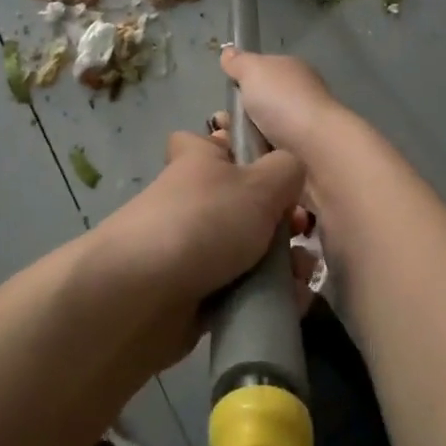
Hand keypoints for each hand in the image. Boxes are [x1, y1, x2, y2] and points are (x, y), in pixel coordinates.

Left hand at [89, 128, 311, 369]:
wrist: (143, 295)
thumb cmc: (204, 221)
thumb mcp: (260, 183)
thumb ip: (287, 170)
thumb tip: (290, 173)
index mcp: (199, 162)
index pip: (211, 142)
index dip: (240, 150)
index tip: (270, 169)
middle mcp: (193, 201)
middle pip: (246, 203)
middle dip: (282, 220)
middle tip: (300, 232)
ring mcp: (192, 248)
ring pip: (249, 250)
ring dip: (283, 263)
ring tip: (302, 276)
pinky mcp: (196, 293)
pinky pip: (242, 290)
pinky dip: (267, 296)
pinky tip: (292, 302)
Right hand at [219, 47, 352, 158]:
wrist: (317, 149)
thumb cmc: (284, 102)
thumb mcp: (254, 70)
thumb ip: (239, 62)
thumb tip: (228, 51)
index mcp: (293, 72)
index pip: (263, 74)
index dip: (242, 84)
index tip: (226, 100)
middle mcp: (301, 97)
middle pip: (260, 106)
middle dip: (238, 118)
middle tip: (221, 129)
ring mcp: (303, 129)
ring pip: (263, 134)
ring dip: (244, 141)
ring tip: (229, 149)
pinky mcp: (303, 158)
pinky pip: (270, 157)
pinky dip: (256, 159)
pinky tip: (245, 163)